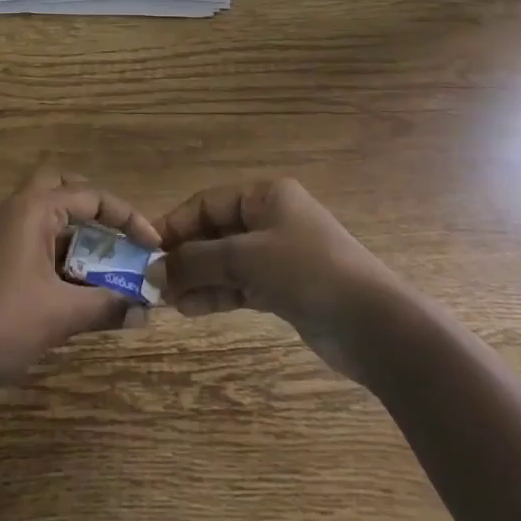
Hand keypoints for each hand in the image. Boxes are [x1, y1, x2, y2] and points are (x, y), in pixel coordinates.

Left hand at [0, 167, 159, 393]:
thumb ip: (106, 306)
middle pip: (62, 188)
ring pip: (46, 217)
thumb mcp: (60, 315)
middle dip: (96, 209)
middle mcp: (14, 210)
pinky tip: (72, 289)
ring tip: (104, 269)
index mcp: (32, 209)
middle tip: (120, 237)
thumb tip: (145, 310)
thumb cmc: (1, 323)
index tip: (153, 245)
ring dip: (77, 236)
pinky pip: (33, 241)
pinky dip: (58, 255)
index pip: (90, 196)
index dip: (127, 217)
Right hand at [159, 177, 400, 379]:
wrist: (373, 325)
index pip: (207, 203)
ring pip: (226, 262)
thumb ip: (198, 261)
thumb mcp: (247, 258)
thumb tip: (153, 270)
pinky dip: (217, 294)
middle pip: (215, 232)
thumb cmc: (308, 272)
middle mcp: (270, 219)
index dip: (176, 224)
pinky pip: (240, 285)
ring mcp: (279, 255)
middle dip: (185, 256)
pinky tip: (191, 308)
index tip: (146, 249)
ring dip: (198, 278)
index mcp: (265, 196)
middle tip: (154, 281)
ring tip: (168, 301)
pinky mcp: (284, 288)